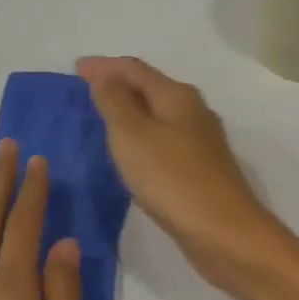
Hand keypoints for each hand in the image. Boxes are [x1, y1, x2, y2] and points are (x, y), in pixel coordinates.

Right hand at [76, 56, 287, 290]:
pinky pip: (164, 142)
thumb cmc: (172, 179)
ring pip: (159, 116)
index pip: (135, 69)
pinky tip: (132, 153)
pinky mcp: (201, 170)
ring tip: (103, 118)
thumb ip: (116, 101)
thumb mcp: (133, 135)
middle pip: (151, 88)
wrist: (223, 232)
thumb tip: (106, 75)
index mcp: (177, 96)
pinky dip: (143, 138)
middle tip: (86, 91)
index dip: (104, 66)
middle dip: (119, 85)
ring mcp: (201, 143)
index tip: (75, 68)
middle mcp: (193, 112)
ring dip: (131, 112)